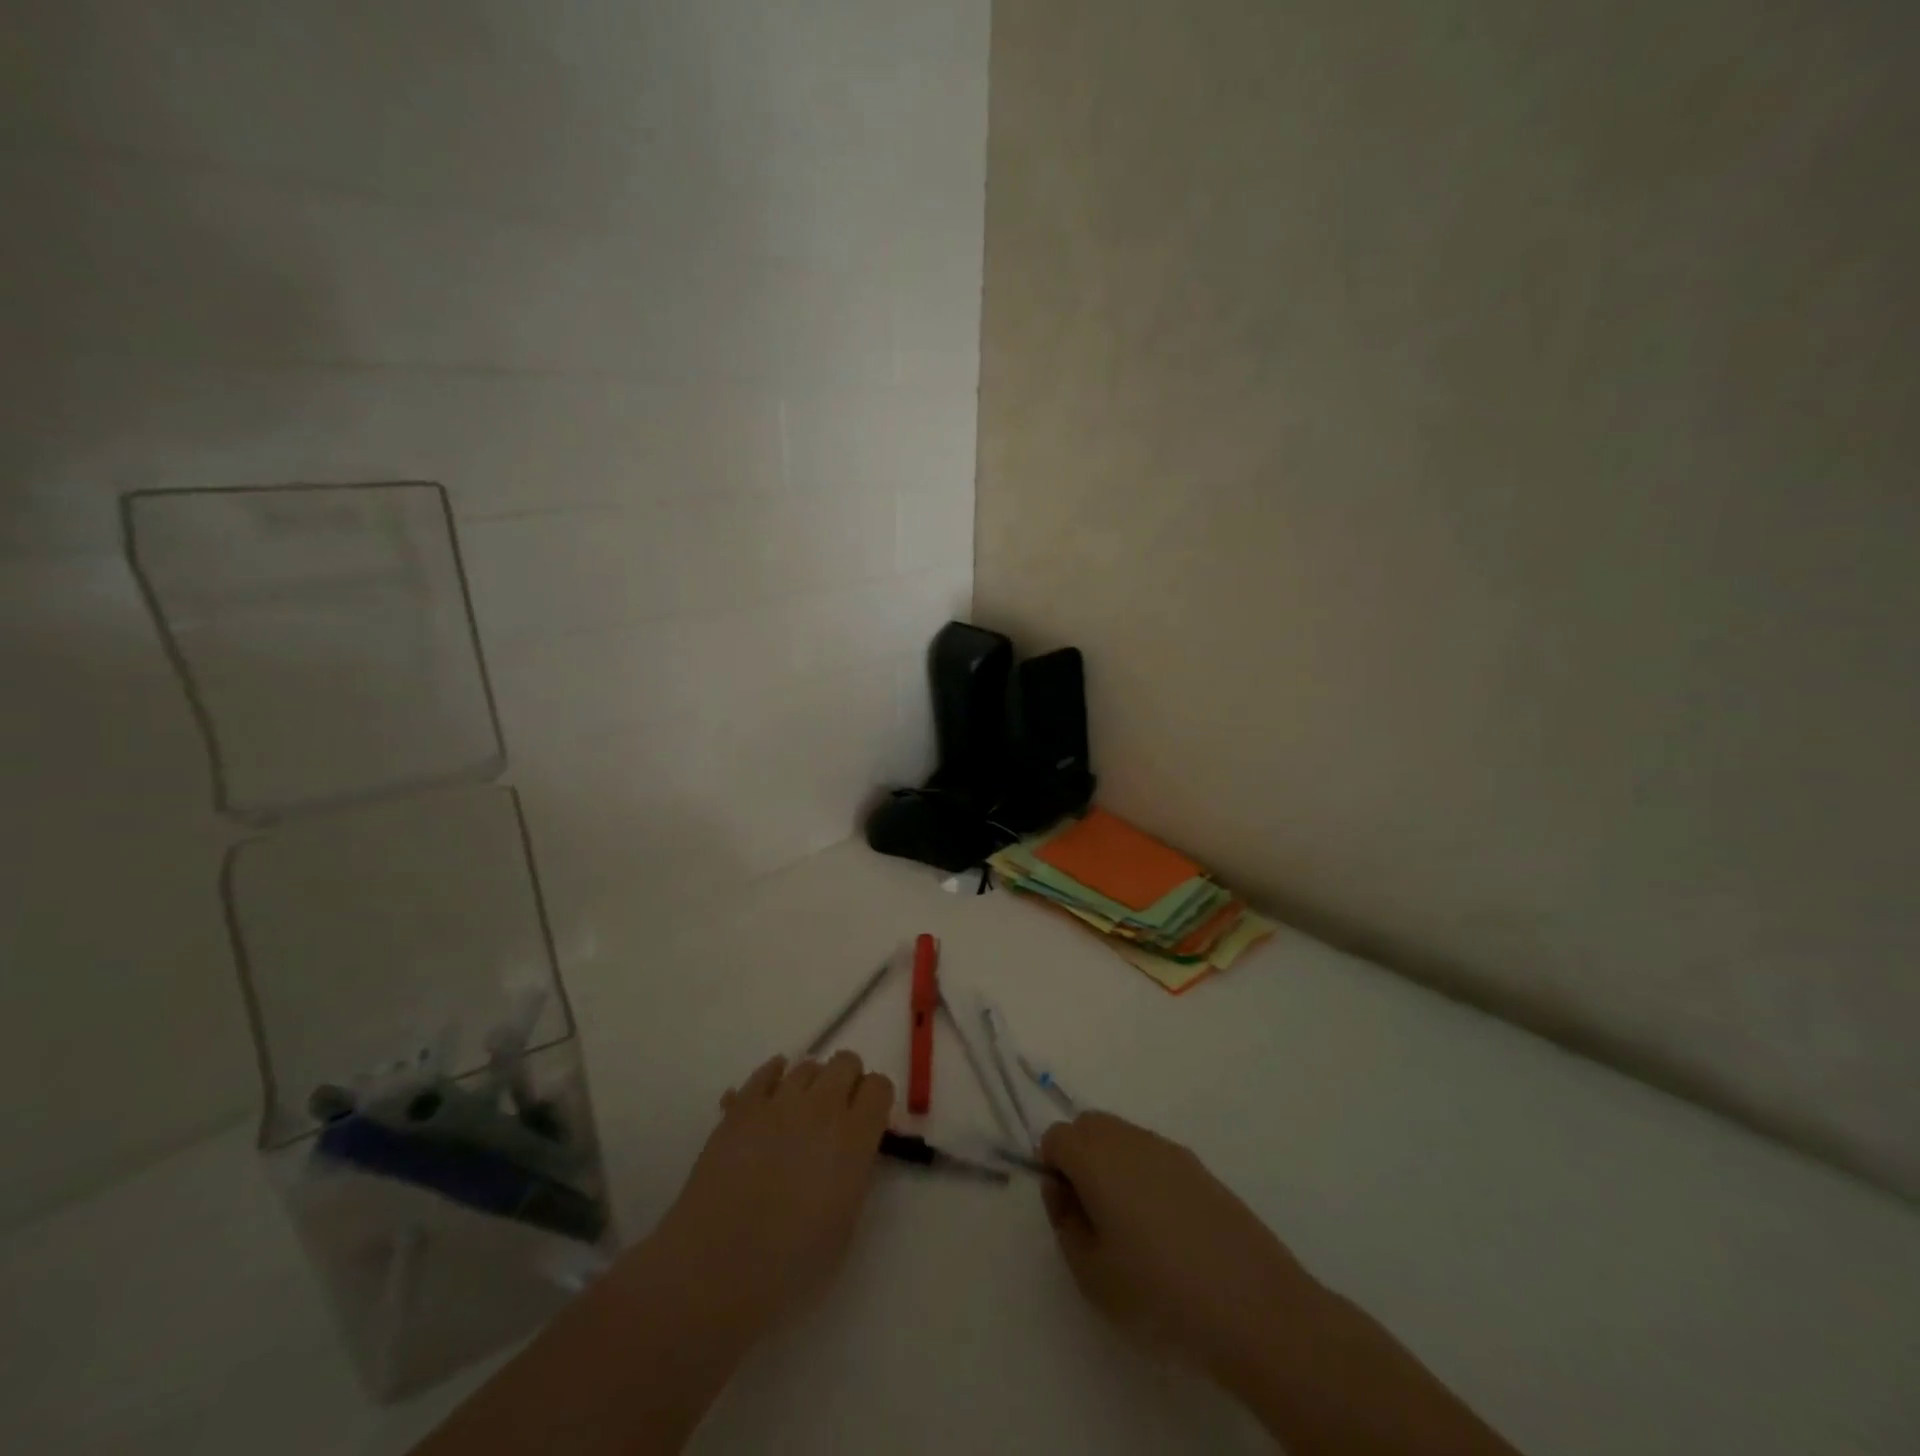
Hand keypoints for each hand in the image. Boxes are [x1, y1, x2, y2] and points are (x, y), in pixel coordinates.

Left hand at [647, 1051, 894, 1345]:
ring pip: (807, 1065)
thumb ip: (855, 1175)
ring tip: (802, 1114)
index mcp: (854, 1137)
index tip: (869, 1122)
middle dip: (848, 1082)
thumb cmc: (789, 1267)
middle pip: (846, 1062)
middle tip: (838, 1116)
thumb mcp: (845, 1226)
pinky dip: (774, 1078)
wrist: (714, 1271)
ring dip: (812, 1083)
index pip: (880, 1087)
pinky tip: (772, 1099)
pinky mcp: (741, 1107)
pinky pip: (766, 1072)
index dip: (876, 1101)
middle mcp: (822, 1107)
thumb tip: (851, 1153)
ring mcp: (778, 1102)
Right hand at [1039, 1112, 1321, 1388]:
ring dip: (1113, 1163)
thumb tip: (1060, 1188)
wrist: (1253, 1306)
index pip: (1056, 1136)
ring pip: (1123, 1136)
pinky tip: (1165, 1227)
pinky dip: (1145, 1174)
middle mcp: (1129, 1140)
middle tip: (1092, 1213)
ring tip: (1130, 1224)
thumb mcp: (1092, 1275)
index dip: (1052, 1168)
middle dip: (1080, 1156)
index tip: (1067, 1210)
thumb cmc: (1158, 1294)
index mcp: (1096, 1158)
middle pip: (1089, 1125)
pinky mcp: (1199, 1167)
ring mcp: (1168, 1149)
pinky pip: (1154, 1154)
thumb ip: (1064, 1223)